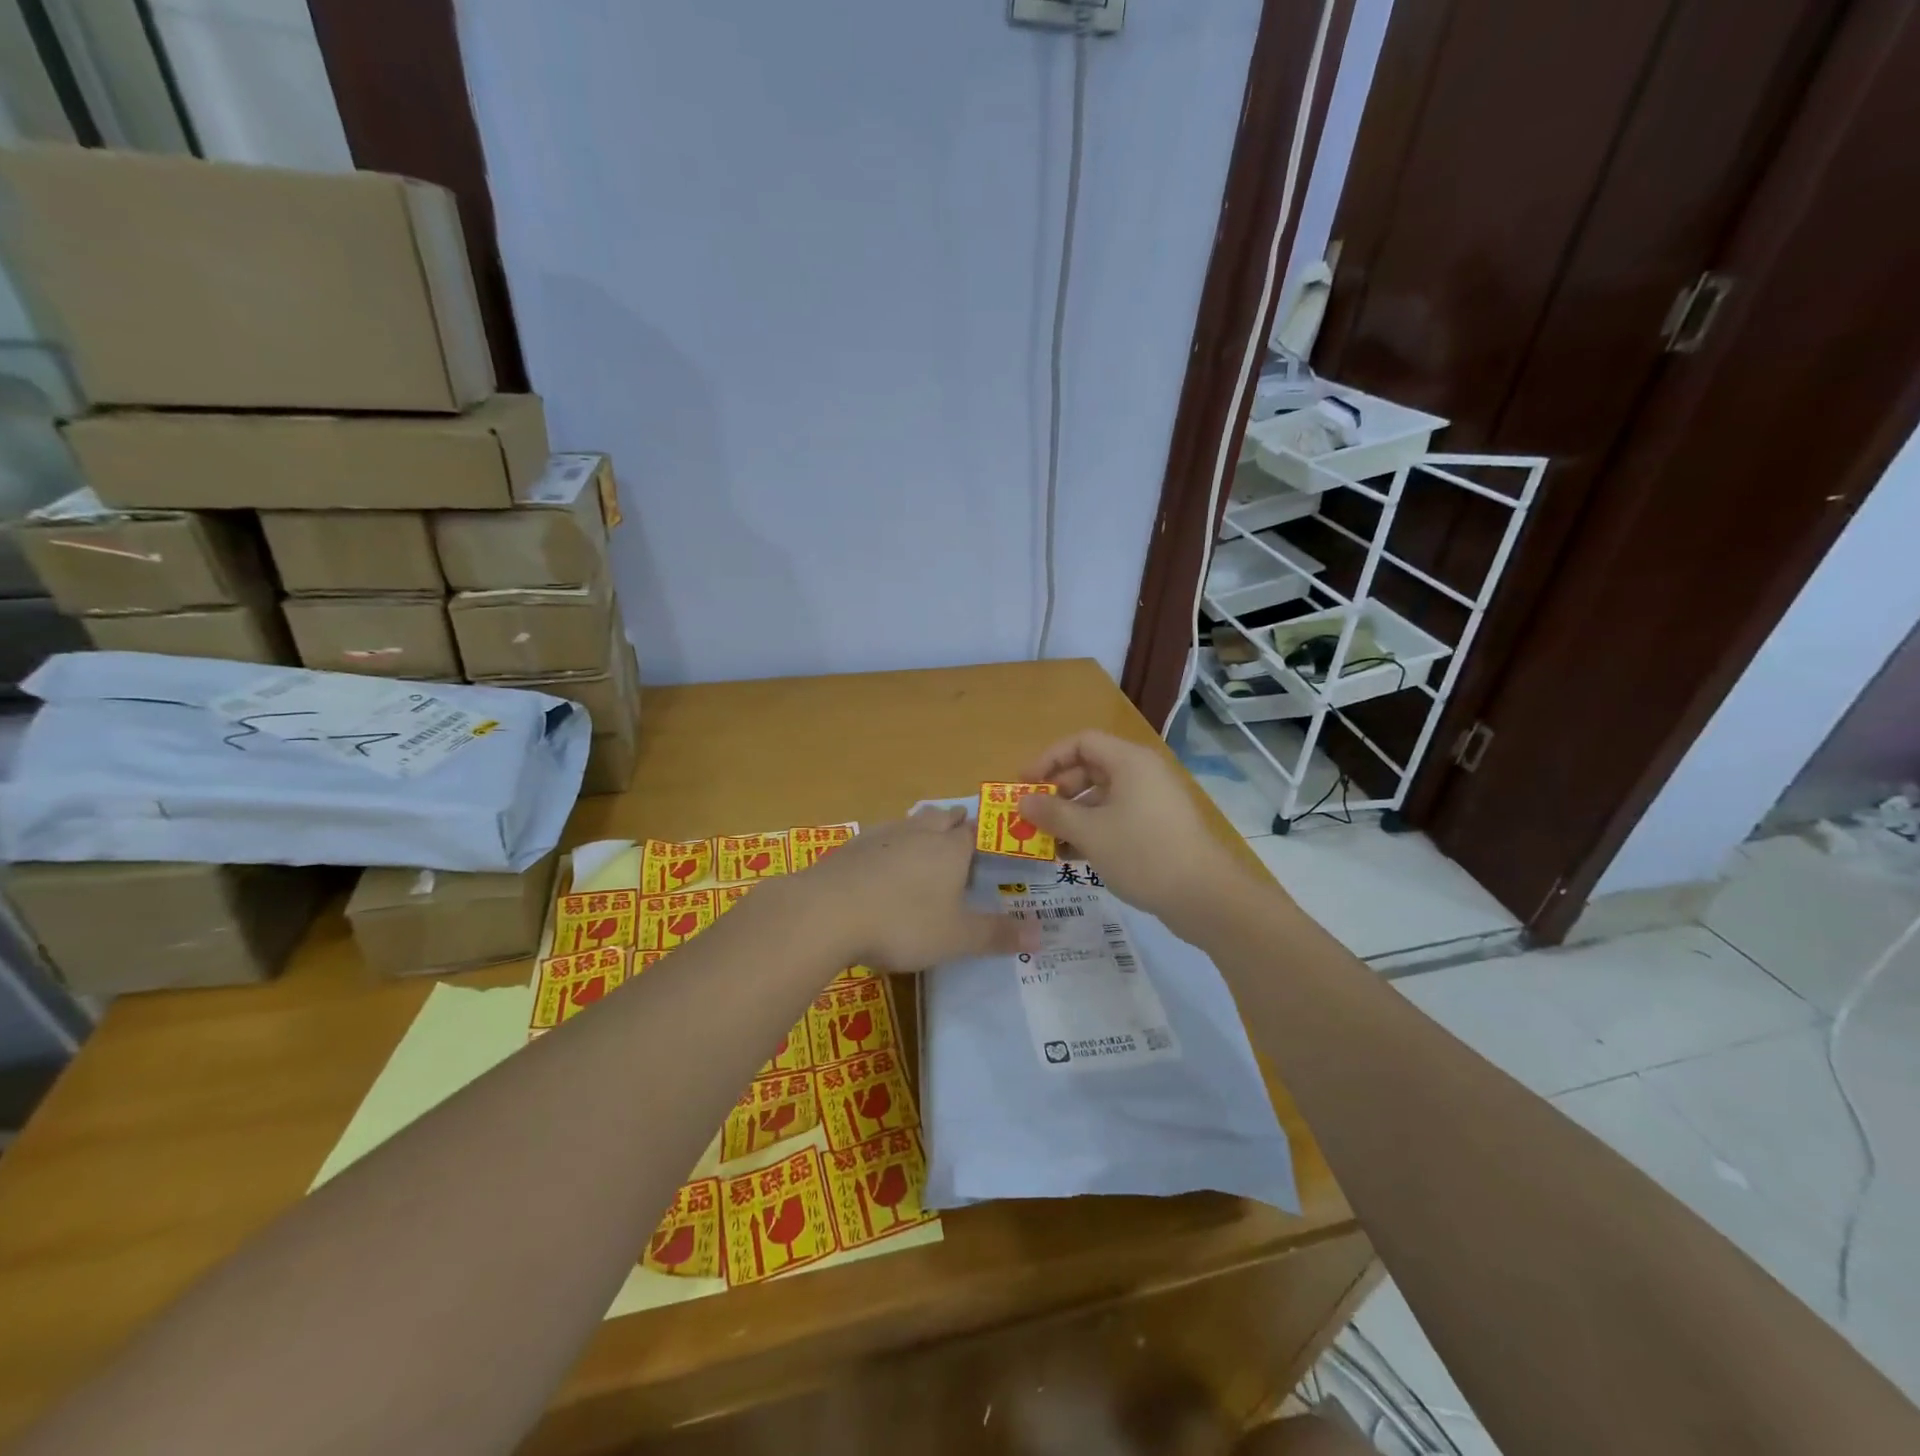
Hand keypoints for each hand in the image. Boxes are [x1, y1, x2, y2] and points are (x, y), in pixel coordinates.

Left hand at [792, 807, 1038, 971]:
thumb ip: (997, 935)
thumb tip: (1043, 934)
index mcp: (950, 849)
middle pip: (941, 817)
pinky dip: (888, 846)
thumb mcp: (956, 938)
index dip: (985, 835)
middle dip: (954, 823)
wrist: (826, 912)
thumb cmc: (902, 923)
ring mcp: (881, 836)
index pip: (975, 832)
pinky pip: (879, 838)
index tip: (993, 841)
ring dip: (921, 829)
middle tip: (961, 834)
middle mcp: (919, 833)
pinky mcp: (851, 847)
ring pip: (909, 823)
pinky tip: (881, 865)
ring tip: (924, 845)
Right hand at [1016, 730, 1248, 935]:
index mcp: (1129, 762)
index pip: (1081, 743)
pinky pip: (1116, 818)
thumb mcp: (1090, 833)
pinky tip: (1071, 856)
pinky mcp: (1158, 828)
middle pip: (1090, 769)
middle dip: (1057, 791)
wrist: (1205, 897)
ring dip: (1071, 816)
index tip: (1023, 785)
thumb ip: (1053, 813)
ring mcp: (1152, 802)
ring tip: (1047, 842)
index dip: (1048, 759)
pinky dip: (1092, 831)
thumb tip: (1024, 802)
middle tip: (1033, 816)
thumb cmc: (1143, 853)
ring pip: (1102, 798)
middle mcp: (1142, 774)